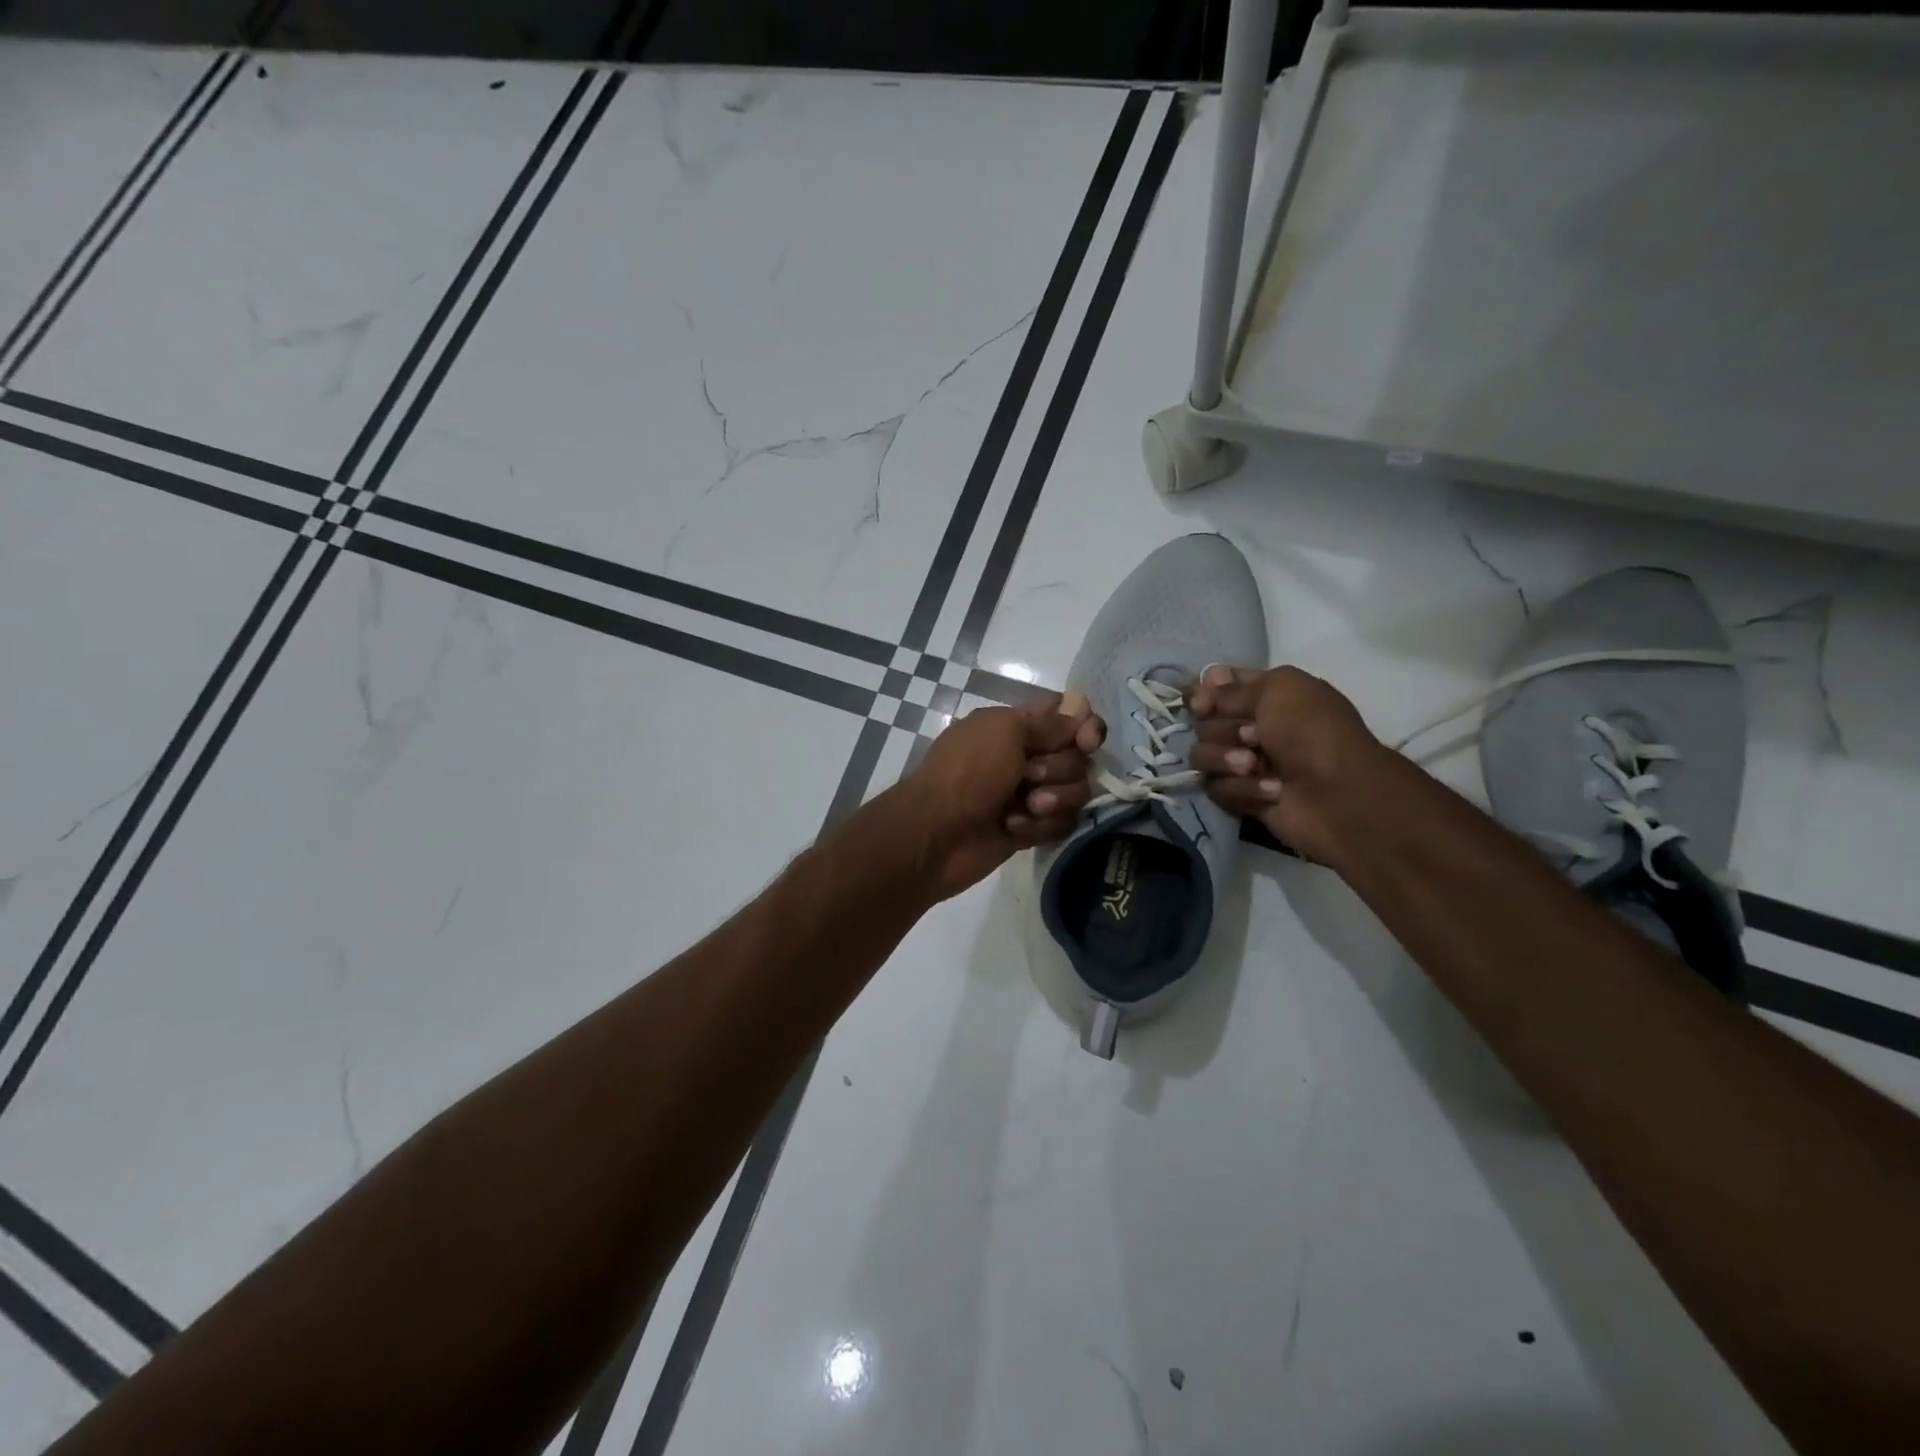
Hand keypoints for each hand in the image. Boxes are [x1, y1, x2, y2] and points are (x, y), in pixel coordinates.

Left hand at [899, 691, 1104, 900]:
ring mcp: (1028, 794)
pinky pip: (1062, 824)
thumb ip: (1049, 722)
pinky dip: (1040, 827)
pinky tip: (1013, 829)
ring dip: (1053, 801)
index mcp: (1015, 726)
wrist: (935, 835)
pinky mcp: (1030, 828)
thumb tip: (1081, 708)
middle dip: (1060, 770)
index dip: (1085, 727)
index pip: (1068, 717)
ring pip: (1075, 793)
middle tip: (1029, 776)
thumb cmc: (967, 773)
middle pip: (1078, 758)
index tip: (1088, 740)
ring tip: (1024, 809)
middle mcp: (1025, 757)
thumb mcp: (1005, 731)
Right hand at [1189, 664, 1382, 861]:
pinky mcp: (1242, 796)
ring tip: (1254, 766)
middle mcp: (1252, 727)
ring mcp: (1245, 763)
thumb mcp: (1277, 690)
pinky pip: (1216, 787)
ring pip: (1201, 756)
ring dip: (1225, 759)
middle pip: (1203, 723)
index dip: (1205, 694)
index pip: (1216, 687)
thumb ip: (1231, 688)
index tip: (1203, 703)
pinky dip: (1242, 788)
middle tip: (1254, 736)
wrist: (1338, 793)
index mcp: (1266, 695)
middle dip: (1223, 729)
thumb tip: (1200, 689)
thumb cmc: (1312, 732)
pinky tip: (1271, 790)